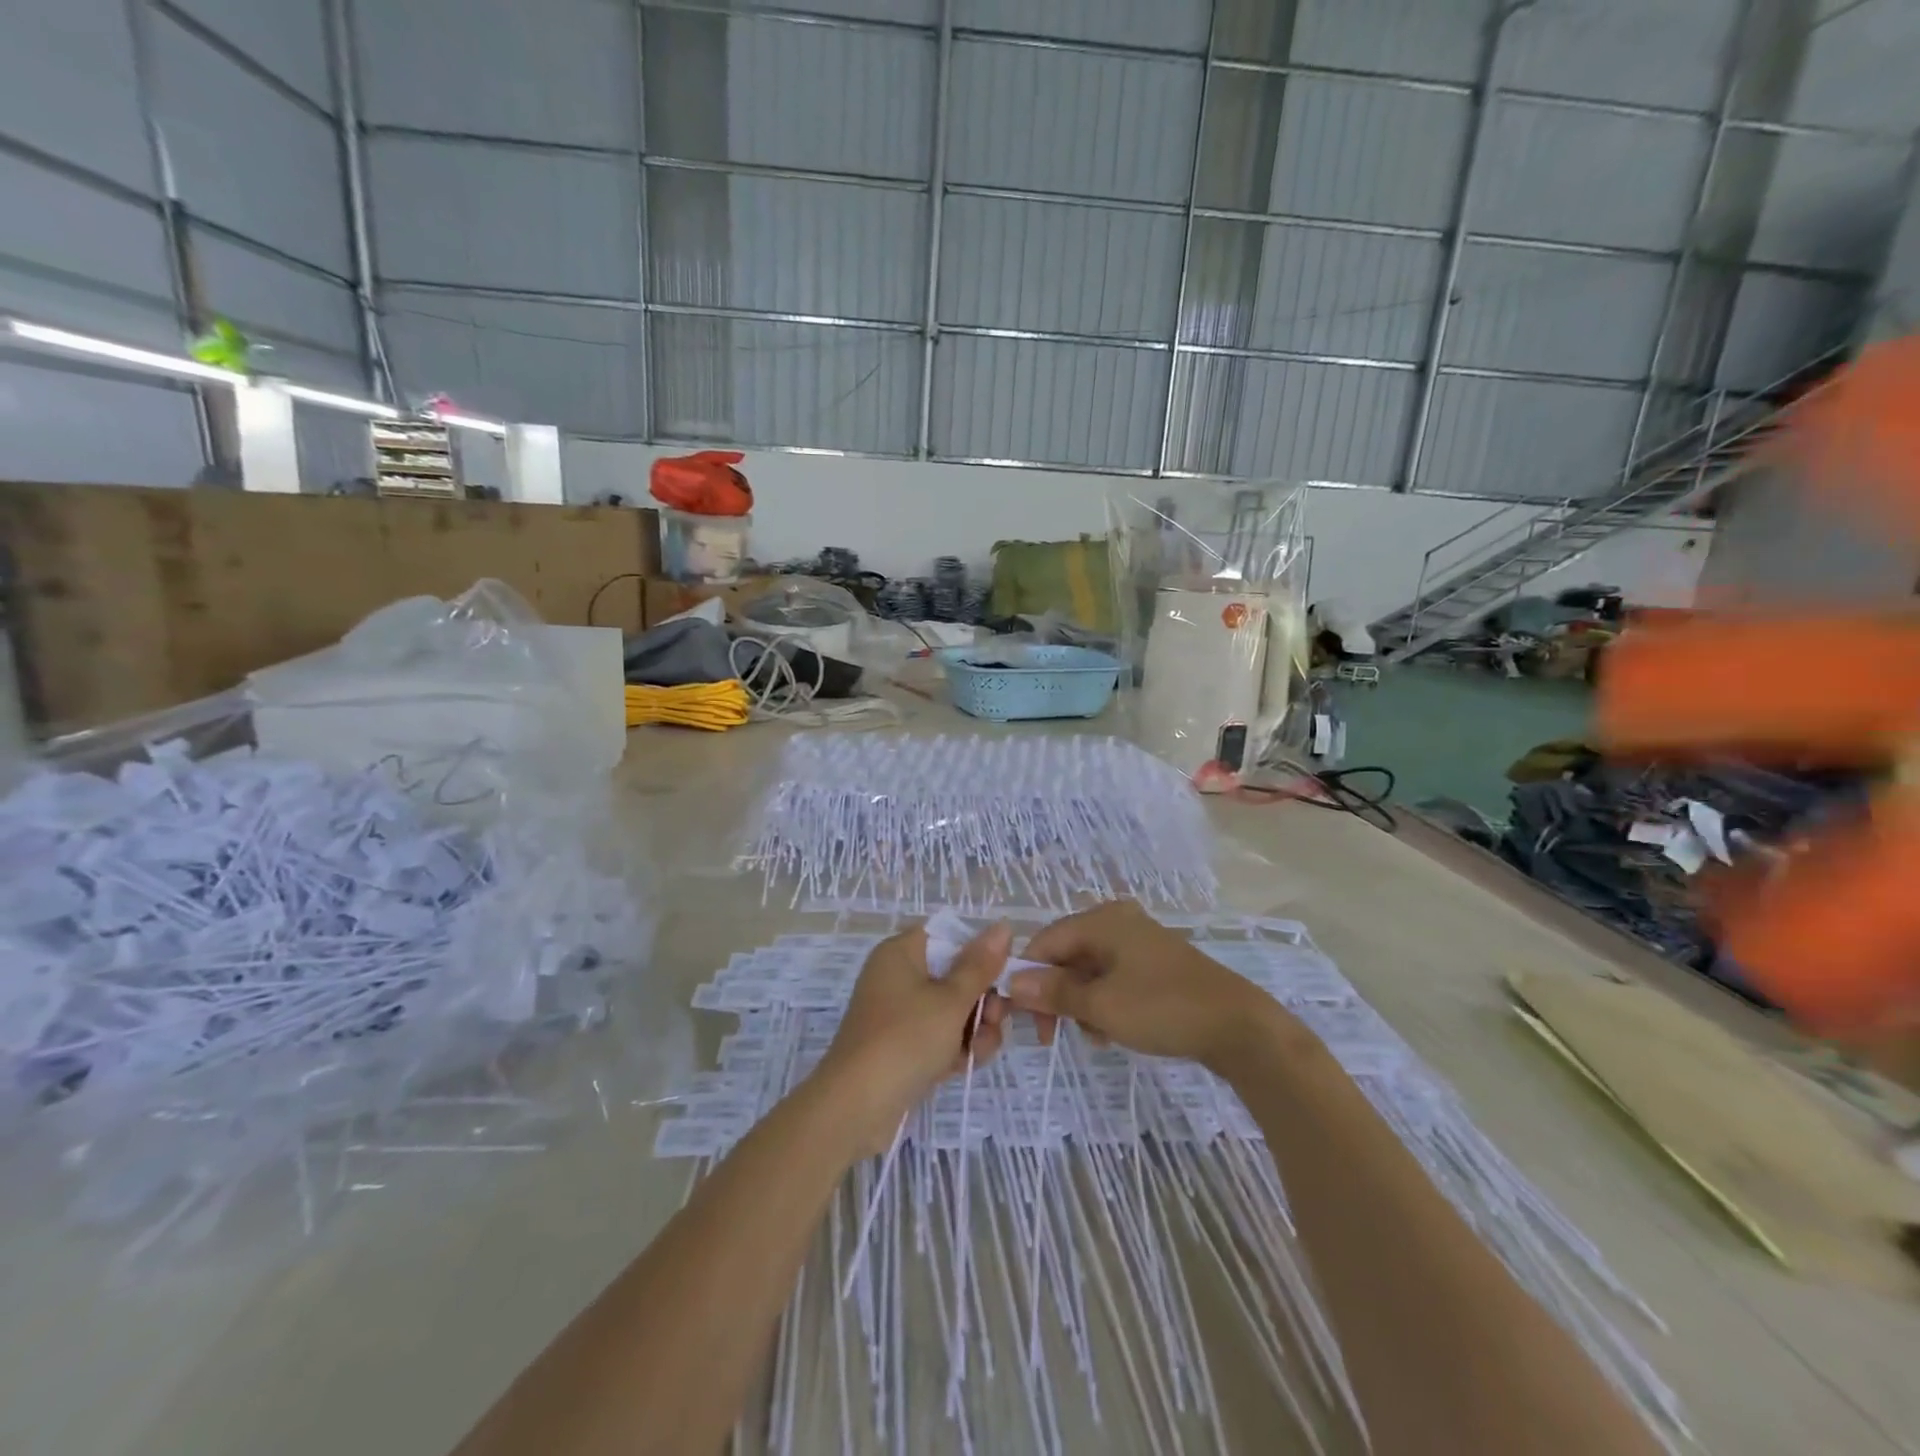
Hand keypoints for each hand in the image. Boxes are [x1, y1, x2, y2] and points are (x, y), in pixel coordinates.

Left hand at [817, 923, 1010, 1141]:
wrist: (856, 1108)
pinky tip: (966, 1065)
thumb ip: (980, 965)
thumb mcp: (950, 1000)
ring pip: (952, 1010)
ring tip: (978, 1051)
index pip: (949, 936)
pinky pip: (939, 1036)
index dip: (979, 953)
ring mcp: (900, 1014)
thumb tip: (1003, 925)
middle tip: (995, 1020)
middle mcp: (898, 976)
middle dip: (982, 1000)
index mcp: (902, 952)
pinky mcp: (903, 1046)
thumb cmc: (905, 1039)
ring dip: (974, 1029)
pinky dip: (955, 1048)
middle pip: (955, 975)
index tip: (1002, 977)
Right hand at [1007, 901, 1300, 1068]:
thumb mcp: (1101, 1005)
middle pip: (1067, 955)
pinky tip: (1110, 1032)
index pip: (1046, 941)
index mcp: (1102, 920)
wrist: (1238, 1026)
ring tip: (1092, 1036)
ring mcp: (1139, 942)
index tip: (1022, 1017)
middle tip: (1050, 1035)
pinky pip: (1113, 979)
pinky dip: (1104, 1003)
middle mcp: (1118, 922)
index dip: (1028, 976)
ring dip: (1081, 1004)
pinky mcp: (1155, 965)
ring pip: (1089, 971)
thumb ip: (1054, 992)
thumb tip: (1012, 983)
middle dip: (1056, 994)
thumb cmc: (1163, 1008)